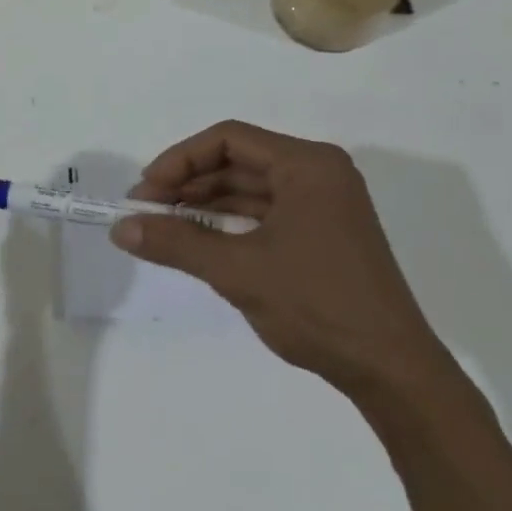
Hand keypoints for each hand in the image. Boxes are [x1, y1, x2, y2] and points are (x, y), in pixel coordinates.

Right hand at [111, 120, 449, 399]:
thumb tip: (120, 228)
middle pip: (238, 162)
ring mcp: (323, 204)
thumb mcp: (238, 271)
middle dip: (188, 184)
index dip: (180, 160)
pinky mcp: (322, 233)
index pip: (228, 139)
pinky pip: (264, 214)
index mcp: (307, 165)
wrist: (392, 371)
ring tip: (163, 229)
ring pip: (249, 190)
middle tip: (146, 213)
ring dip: (205, 206)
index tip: (146, 192)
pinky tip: (198, 243)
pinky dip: (229, 225)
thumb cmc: (317, 306)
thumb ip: (176, 243)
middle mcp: (318, 173)